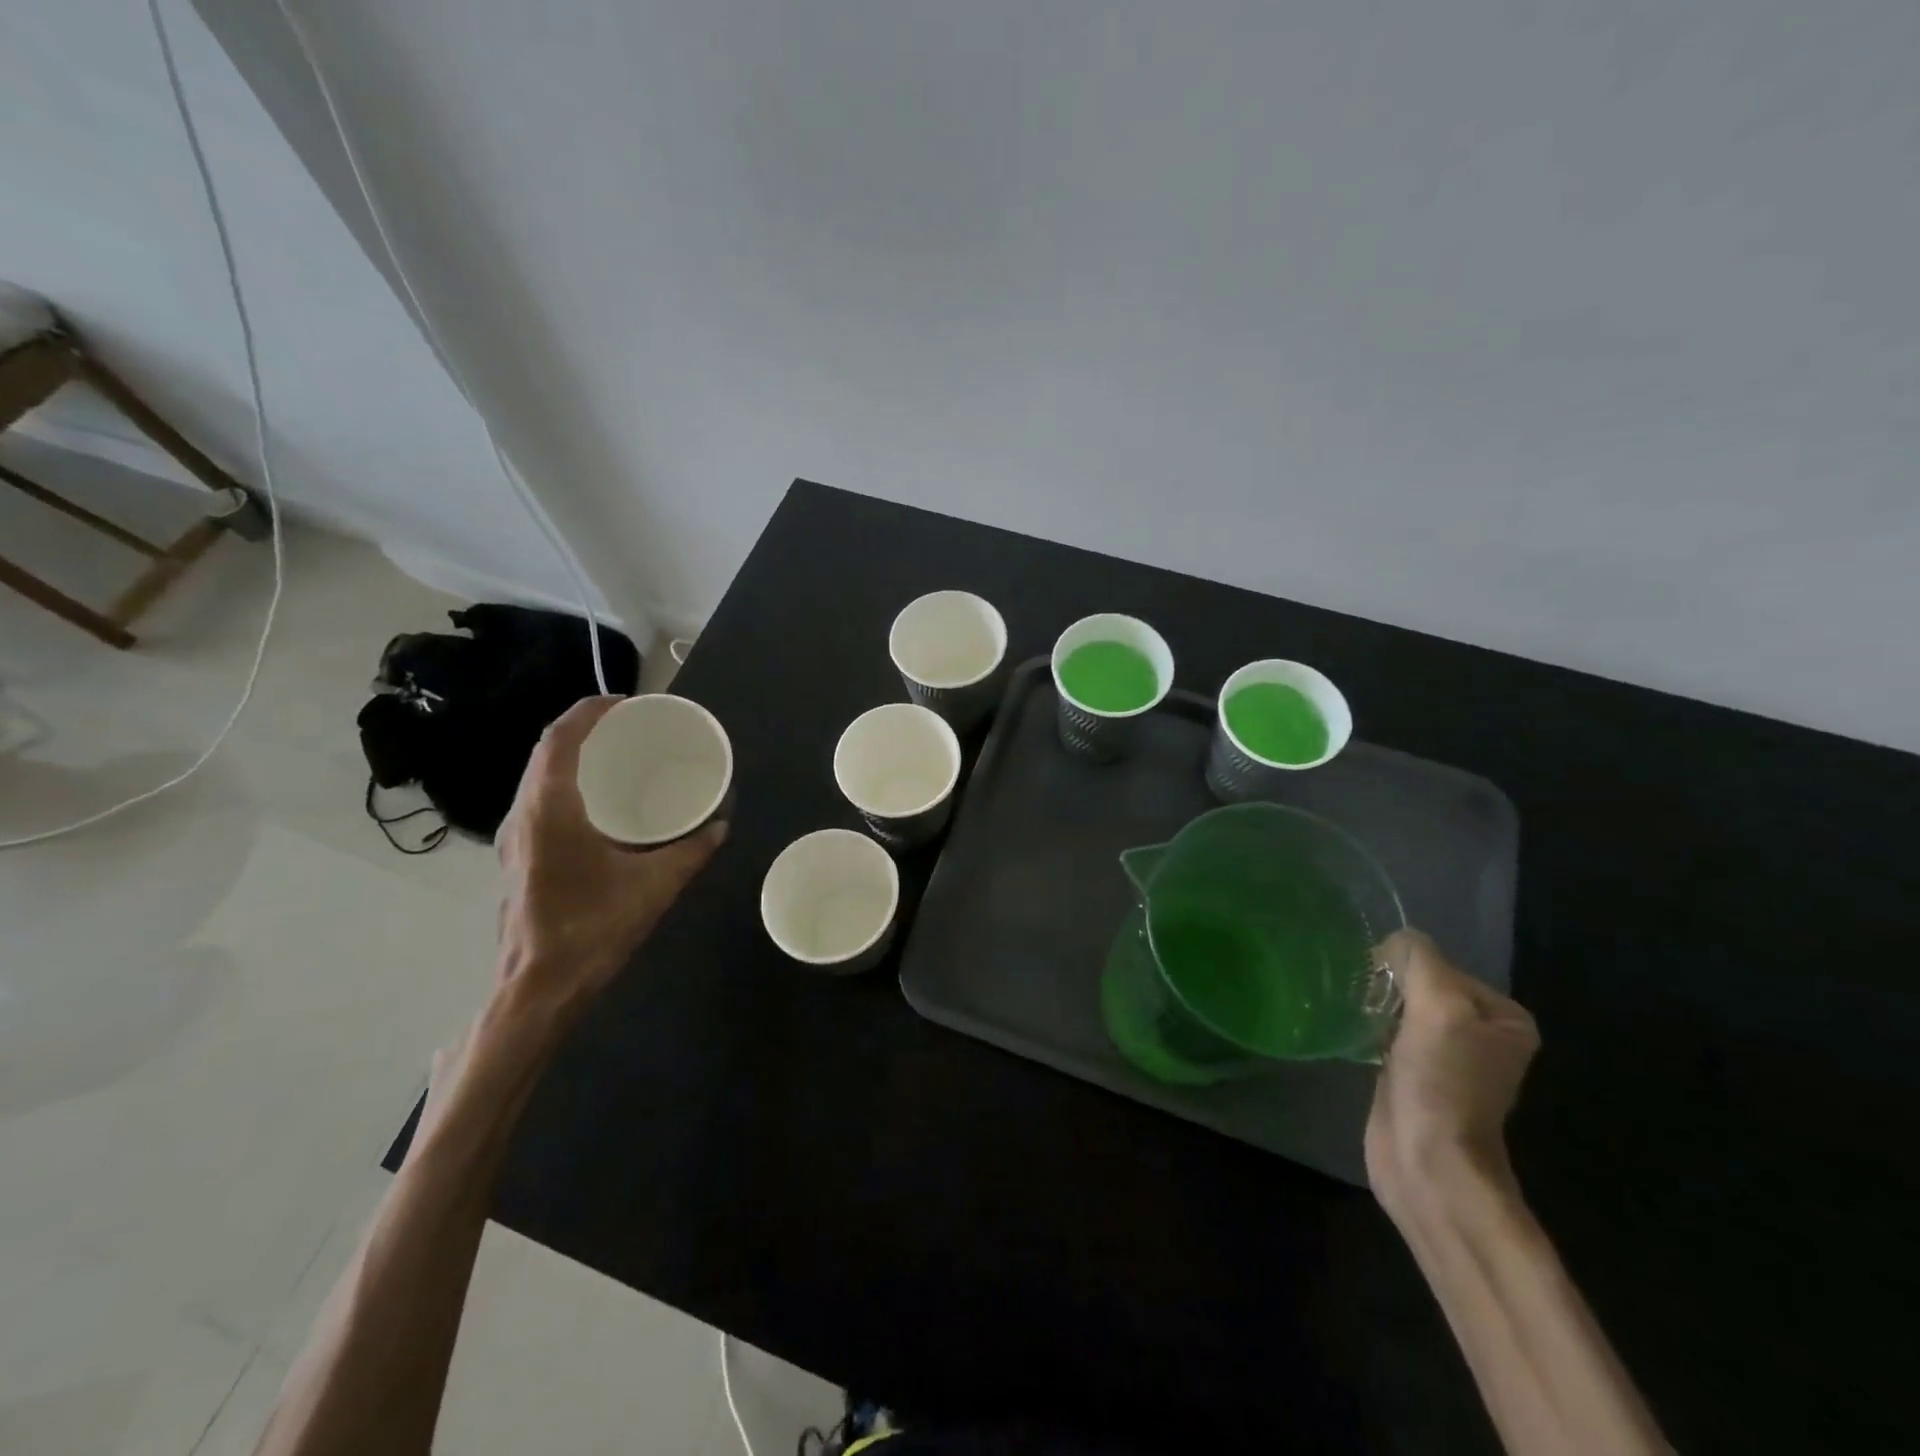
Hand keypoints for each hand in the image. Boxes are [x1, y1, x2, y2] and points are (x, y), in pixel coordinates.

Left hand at [494, 696, 726, 1018]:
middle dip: (586, 729)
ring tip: (619, 757)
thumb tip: (721, 826)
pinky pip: (541, 801)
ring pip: (539, 777)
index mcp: (549, 809)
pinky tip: (602, 804)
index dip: (591, 711)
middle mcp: (524, 815)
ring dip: (574, 757)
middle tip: (631, 727)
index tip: (628, 703)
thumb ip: (692, 851)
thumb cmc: (592, 930)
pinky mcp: (520, 858)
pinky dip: (569, 784)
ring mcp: (516, 838)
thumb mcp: (654, 886)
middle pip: (547, 752)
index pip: (560, 738)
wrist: (536, 989)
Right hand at [1365, 929, 1538, 1218]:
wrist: (1427, 1160)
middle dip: (1388, 985)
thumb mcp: (1437, 1004)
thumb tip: (1395, 941)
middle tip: (1363, 996)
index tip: (1380, 984)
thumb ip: (1419, 959)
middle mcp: (1480, 1034)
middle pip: (1420, 985)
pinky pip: (1386, 1032)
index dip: (1407, 968)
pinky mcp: (1412, 1075)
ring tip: (1354, 1009)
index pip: (1442, 965)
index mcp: (1503, 1018)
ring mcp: (1445, 1057)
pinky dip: (1367, 1026)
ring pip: (1400, 1007)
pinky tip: (1352, 1030)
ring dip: (1375, 1004)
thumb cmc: (1442, 1080)